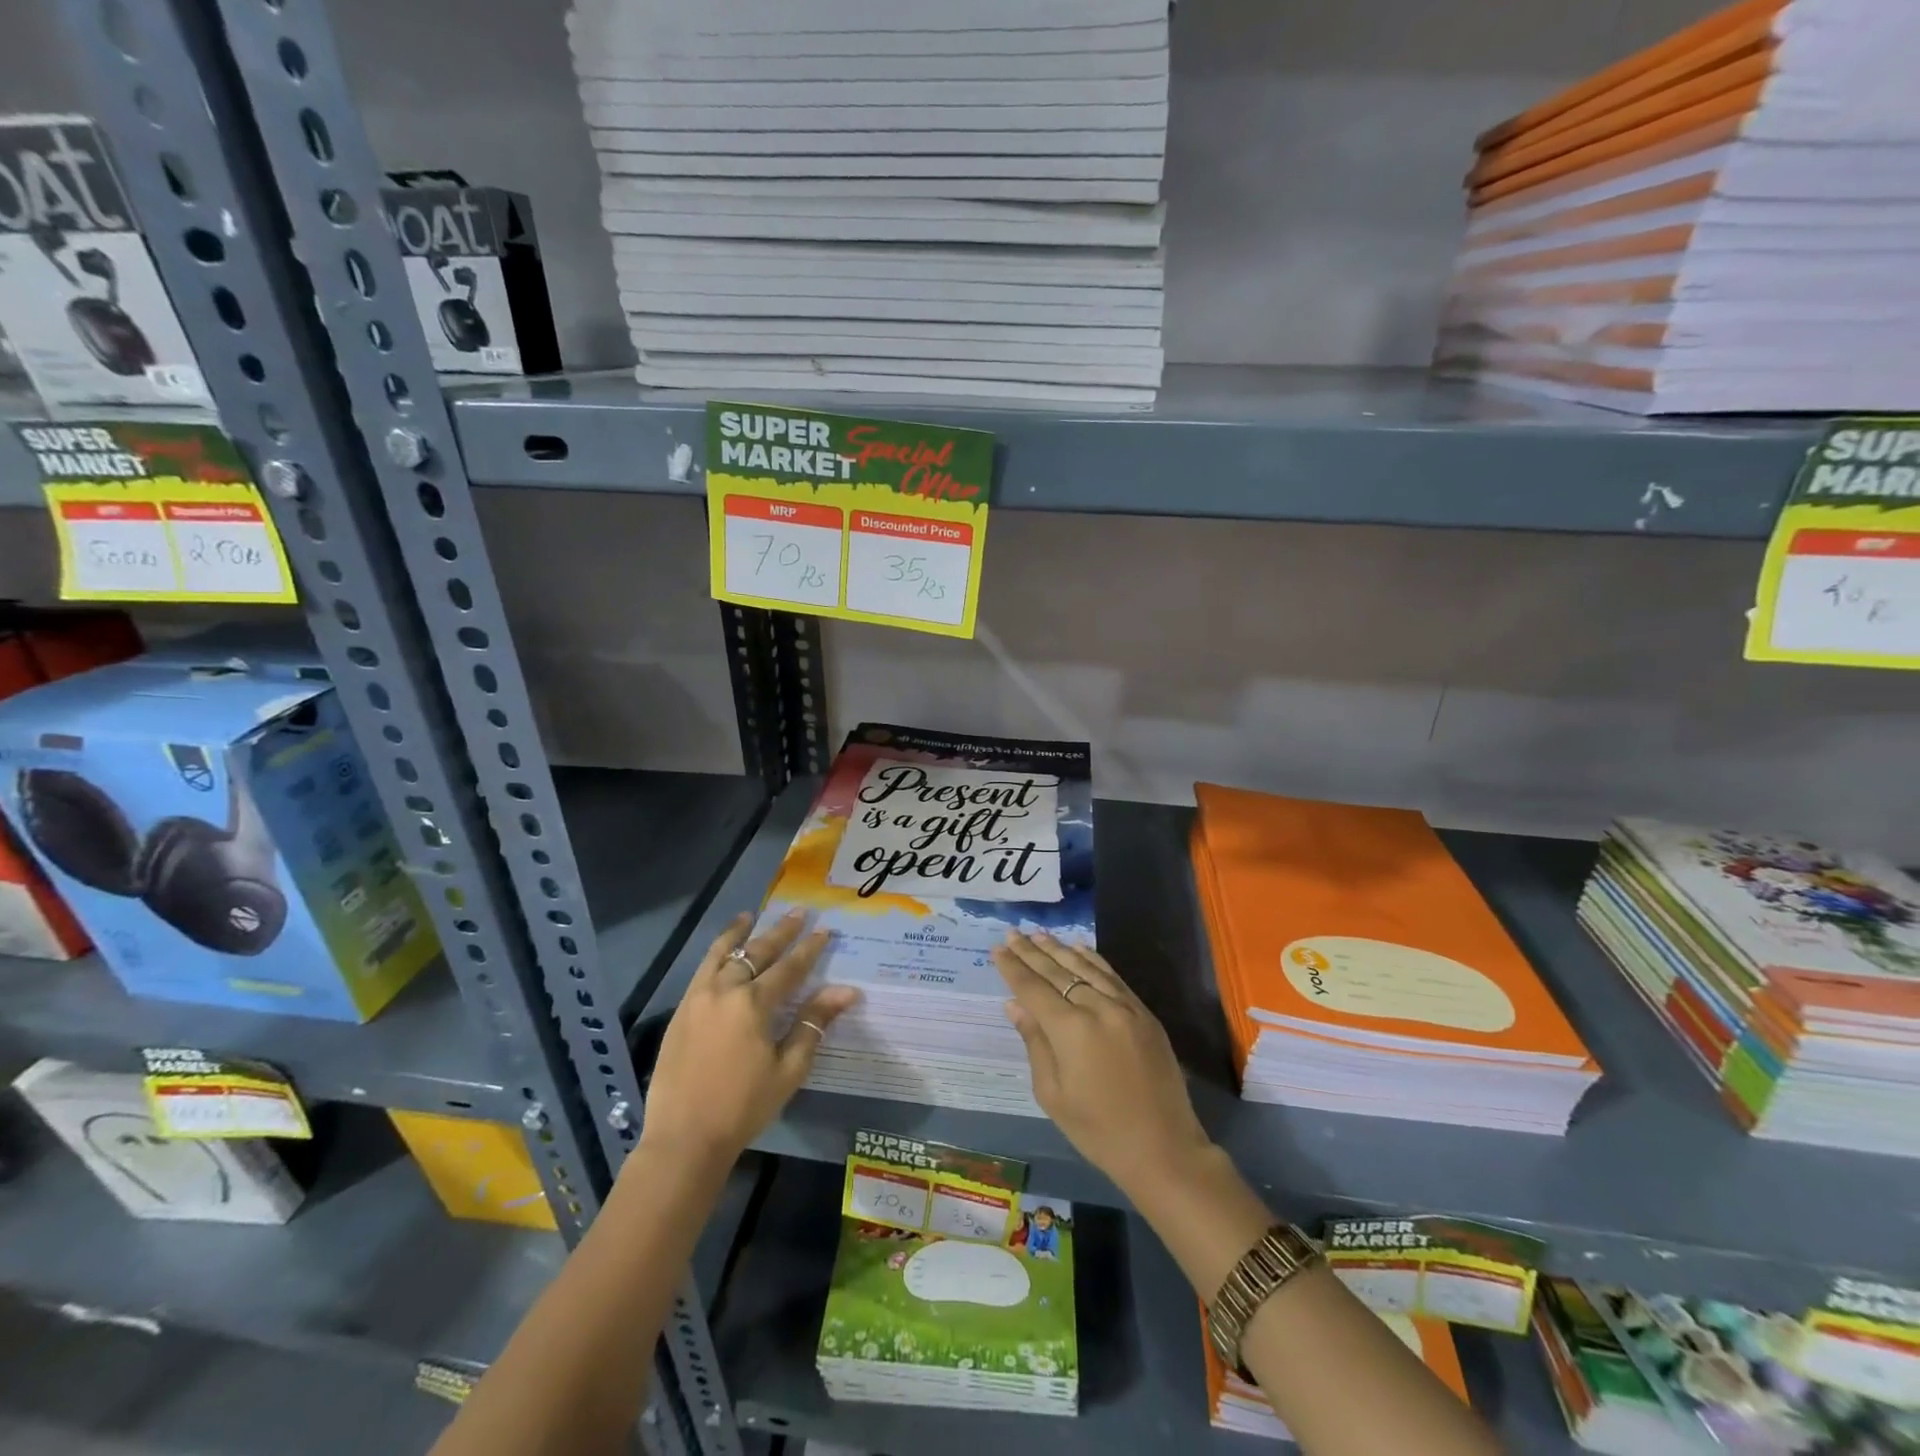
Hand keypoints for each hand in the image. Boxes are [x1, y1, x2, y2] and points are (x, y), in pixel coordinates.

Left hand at [638, 910, 859, 1165]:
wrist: (684, 1138)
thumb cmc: (744, 1106)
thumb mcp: (789, 1069)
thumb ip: (814, 1024)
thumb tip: (846, 991)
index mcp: (754, 1004)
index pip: (789, 967)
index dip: (809, 948)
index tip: (824, 929)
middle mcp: (725, 991)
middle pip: (756, 952)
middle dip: (780, 931)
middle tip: (797, 912)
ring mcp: (698, 999)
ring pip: (721, 954)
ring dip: (739, 933)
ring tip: (750, 915)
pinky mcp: (681, 1012)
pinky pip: (701, 970)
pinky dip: (715, 953)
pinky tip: (721, 951)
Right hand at [992, 931, 1213, 1199]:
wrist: (1163, 1149)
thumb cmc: (1098, 1130)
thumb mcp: (1053, 1094)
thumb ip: (1034, 1042)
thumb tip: (1015, 1005)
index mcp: (1070, 1030)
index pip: (1034, 989)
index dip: (1013, 968)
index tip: (998, 948)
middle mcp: (1097, 1008)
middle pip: (1058, 972)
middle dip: (1032, 952)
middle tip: (1013, 933)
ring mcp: (1125, 1007)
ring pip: (1086, 968)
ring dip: (1060, 949)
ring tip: (1039, 934)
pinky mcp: (1144, 1013)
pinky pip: (1113, 977)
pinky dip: (1093, 960)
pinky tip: (1079, 948)